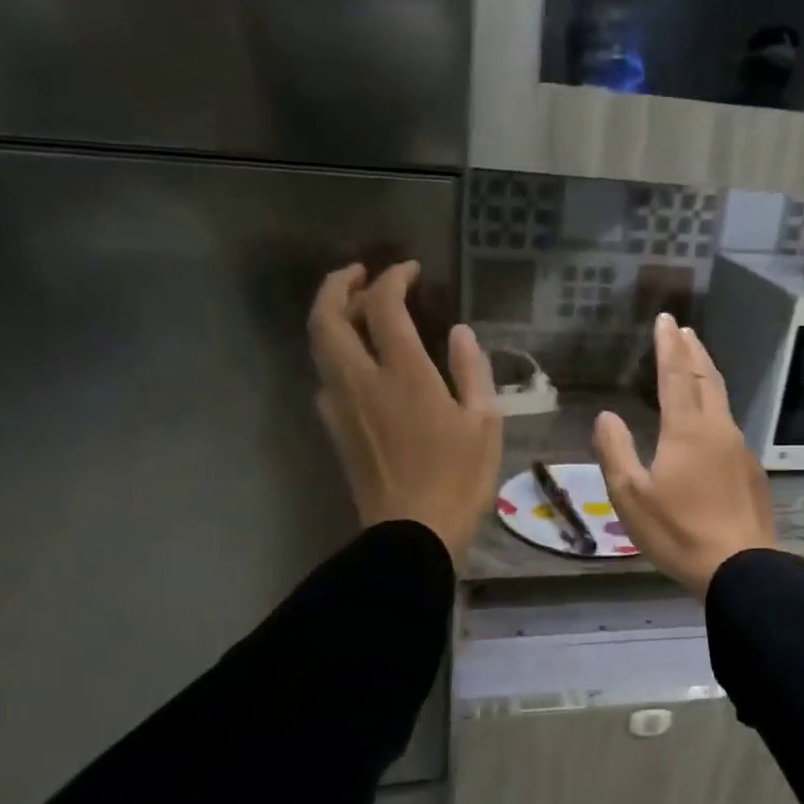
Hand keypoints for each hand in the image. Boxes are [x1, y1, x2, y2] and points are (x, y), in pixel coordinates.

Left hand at [309, 261, 501, 567]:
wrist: (412, 533)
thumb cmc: (459, 480)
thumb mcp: (484, 423)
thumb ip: (472, 371)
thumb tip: (458, 332)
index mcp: (404, 375)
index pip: (384, 307)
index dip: (393, 279)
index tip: (409, 270)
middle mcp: (362, 381)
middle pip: (328, 317)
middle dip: (338, 285)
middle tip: (359, 274)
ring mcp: (341, 405)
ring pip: (319, 346)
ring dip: (331, 316)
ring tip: (356, 310)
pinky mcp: (335, 429)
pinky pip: (325, 377)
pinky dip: (336, 354)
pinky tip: (358, 364)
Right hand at [593, 313, 776, 598]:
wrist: (740, 567)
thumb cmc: (678, 531)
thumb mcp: (631, 496)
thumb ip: (615, 451)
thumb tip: (607, 415)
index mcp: (687, 430)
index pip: (676, 375)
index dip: (668, 346)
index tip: (666, 319)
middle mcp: (718, 429)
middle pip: (707, 379)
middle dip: (693, 351)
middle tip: (685, 330)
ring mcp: (740, 449)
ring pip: (723, 400)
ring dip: (708, 376)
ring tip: (698, 363)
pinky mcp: (752, 471)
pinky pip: (731, 427)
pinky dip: (717, 409)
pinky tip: (711, 423)